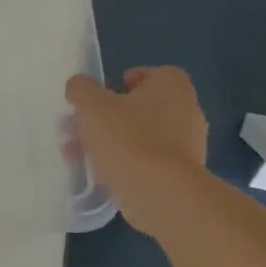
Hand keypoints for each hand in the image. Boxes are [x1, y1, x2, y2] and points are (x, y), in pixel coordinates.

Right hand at [64, 66, 208, 233]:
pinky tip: (96, 172)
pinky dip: (123, 162)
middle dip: (108, 115)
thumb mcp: (91, 104)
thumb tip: (79, 86)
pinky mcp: (180, 175)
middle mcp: (187, 112)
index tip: (103, 93)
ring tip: (78, 152)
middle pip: (142, 107)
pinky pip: (146, 161)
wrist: (160, 192)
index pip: (154, 73)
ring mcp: (187, 146)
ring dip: (110, 140)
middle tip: (81, 125)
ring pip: (140, 136)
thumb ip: (80, 88)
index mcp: (173, 87)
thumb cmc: (127, 137)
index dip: (127, 79)